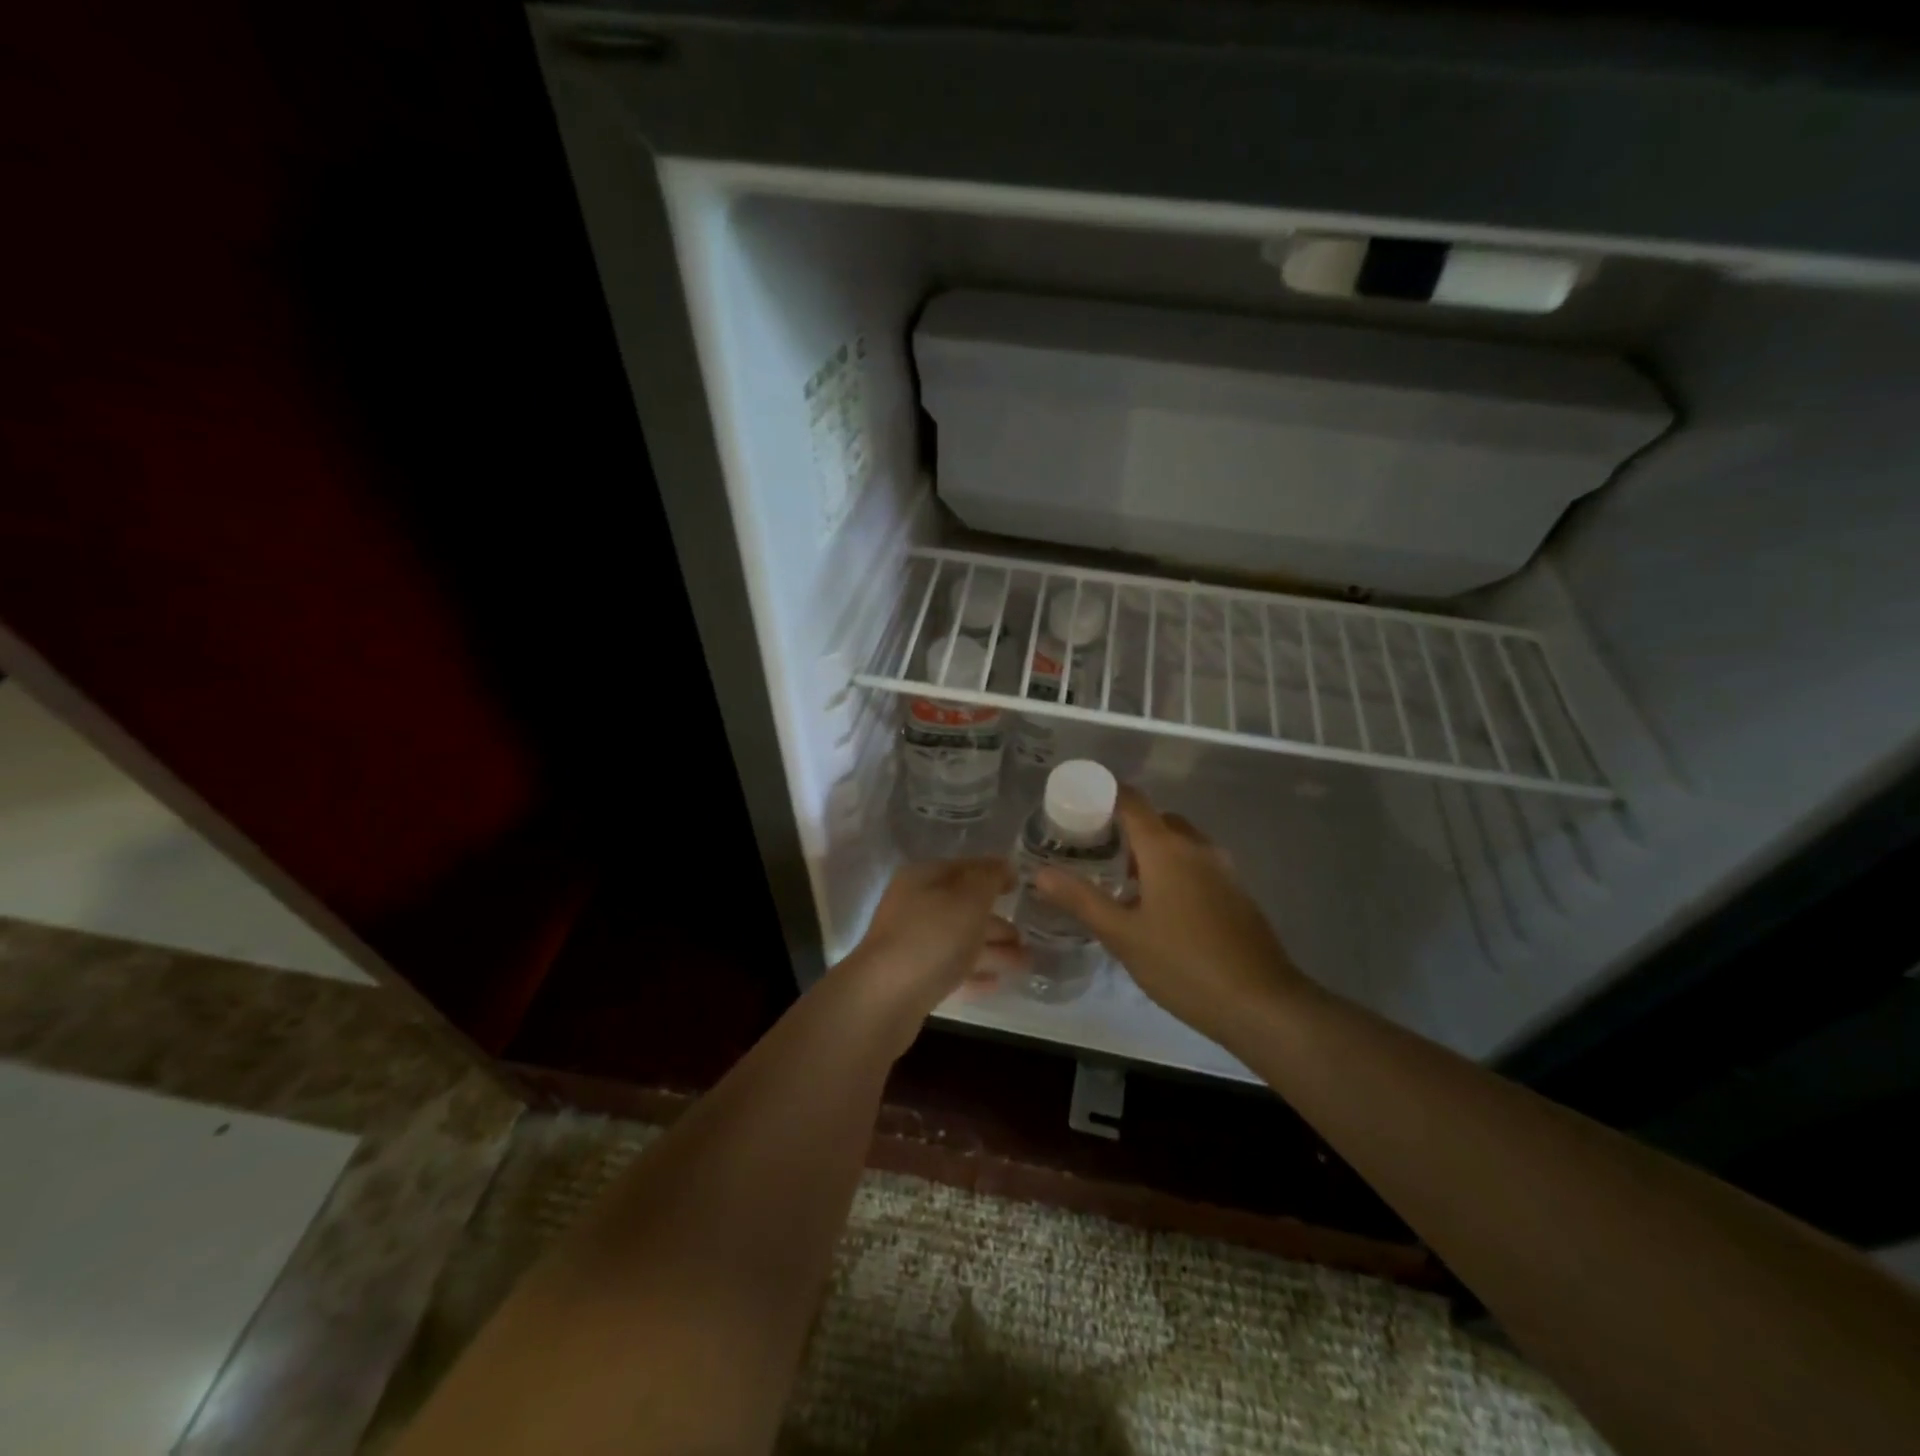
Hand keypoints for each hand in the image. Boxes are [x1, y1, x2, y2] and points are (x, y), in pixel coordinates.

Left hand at [841, 858, 1024, 1051]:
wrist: (885, 998)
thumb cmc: (932, 937)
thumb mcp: (968, 898)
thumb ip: (989, 878)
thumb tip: (1004, 866)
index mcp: (923, 878)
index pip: (964, 868)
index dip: (993, 873)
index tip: (1021, 886)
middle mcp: (915, 906)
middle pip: (963, 907)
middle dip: (996, 920)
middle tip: (1028, 934)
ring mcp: (912, 943)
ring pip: (959, 940)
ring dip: (992, 950)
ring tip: (1026, 963)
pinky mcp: (913, 978)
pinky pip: (951, 969)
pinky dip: (974, 973)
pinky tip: (996, 983)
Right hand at [1032, 787, 1310, 1047]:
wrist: (1262, 1003)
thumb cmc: (1183, 964)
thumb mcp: (1122, 935)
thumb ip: (1080, 899)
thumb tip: (1040, 873)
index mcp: (1166, 848)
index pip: (1131, 801)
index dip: (1102, 796)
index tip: (1074, 808)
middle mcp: (1197, 847)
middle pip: (1156, 819)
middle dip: (1124, 827)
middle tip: (1092, 851)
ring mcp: (1222, 869)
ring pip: (1179, 843)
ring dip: (1150, 851)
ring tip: (1121, 882)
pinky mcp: (1236, 892)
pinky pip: (1196, 864)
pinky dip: (1173, 869)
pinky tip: (1158, 907)